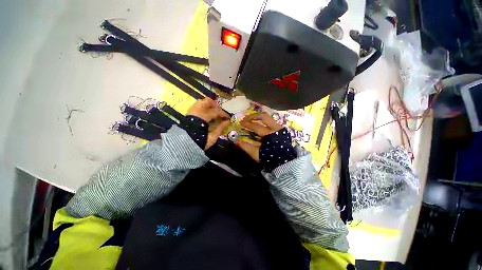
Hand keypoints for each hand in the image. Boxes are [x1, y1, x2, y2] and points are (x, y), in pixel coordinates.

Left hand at [187, 98, 229, 149]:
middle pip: (207, 102)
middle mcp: (197, 111)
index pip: (215, 112)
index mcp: (203, 117)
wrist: (184, 145)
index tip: (228, 117)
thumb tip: (227, 121)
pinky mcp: (188, 113)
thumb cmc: (200, 141)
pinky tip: (207, 113)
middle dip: (216, 106)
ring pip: (201, 102)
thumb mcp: (212, 137)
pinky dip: (204, 107)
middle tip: (220, 112)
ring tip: (214, 111)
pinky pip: (197, 105)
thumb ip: (220, 128)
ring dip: (209, 105)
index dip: (223, 114)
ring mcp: (191, 111)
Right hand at [237, 112, 282, 161]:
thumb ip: (246, 147)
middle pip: (264, 116)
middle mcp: (276, 128)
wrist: (285, 163)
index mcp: (270, 134)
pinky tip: (259, 125)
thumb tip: (236, 141)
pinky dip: (263, 122)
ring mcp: (280, 128)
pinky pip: (271, 122)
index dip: (247, 124)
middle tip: (246, 118)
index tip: (241, 123)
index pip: (256, 126)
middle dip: (253, 116)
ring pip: (269, 118)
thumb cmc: (270, 158)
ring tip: (251, 120)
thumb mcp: (256, 154)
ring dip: (259, 118)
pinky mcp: (282, 130)